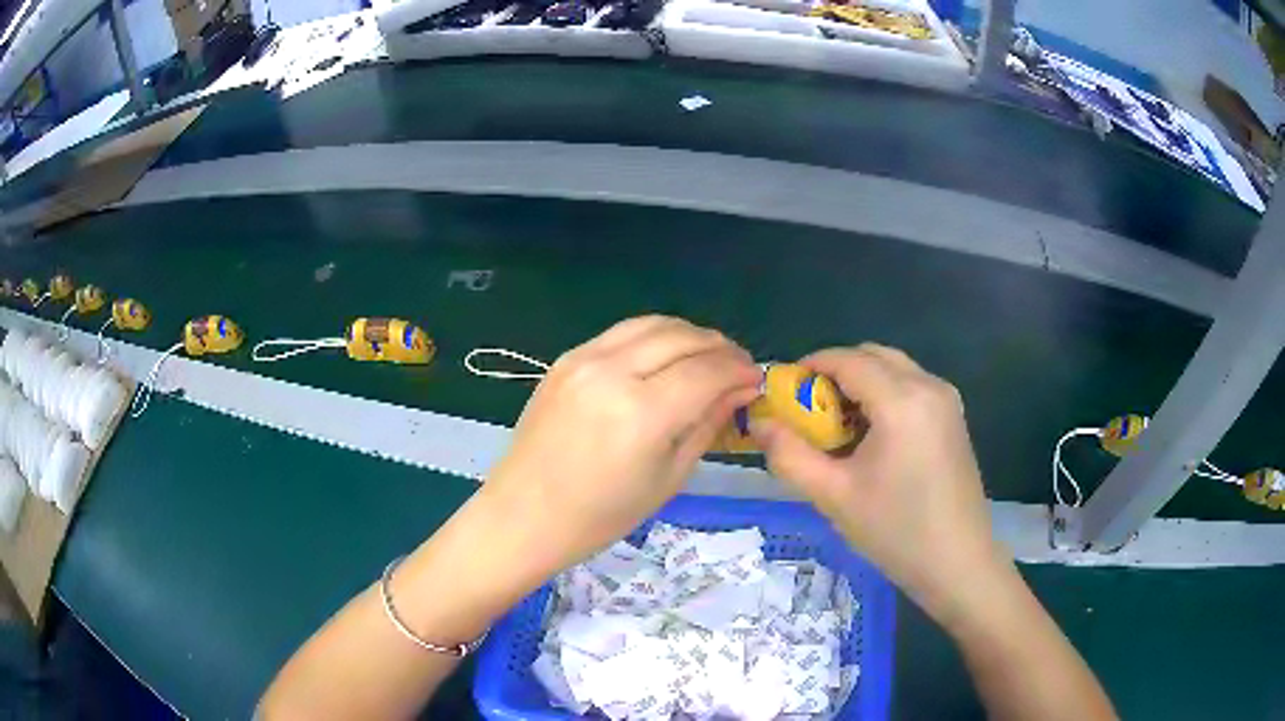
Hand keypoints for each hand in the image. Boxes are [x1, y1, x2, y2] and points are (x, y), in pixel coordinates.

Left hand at [482, 316, 762, 574]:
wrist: (525, 514)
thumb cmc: (600, 515)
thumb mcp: (668, 478)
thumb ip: (707, 425)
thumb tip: (740, 390)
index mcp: (642, 412)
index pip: (707, 371)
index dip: (740, 370)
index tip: (757, 379)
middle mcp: (613, 371)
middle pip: (683, 337)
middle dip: (720, 347)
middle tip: (737, 367)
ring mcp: (584, 358)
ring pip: (653, 324)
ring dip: (688, 334)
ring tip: (706, 357)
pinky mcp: (566, 358)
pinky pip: (622, 332)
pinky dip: (653, 336)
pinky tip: (664, 357)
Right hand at [750, 344, 1008, 628]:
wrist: (958, 563)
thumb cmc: (896, 531)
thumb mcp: (834, 496)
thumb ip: (789, 455)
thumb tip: (759, 424)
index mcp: (902, 400)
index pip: (847, 360)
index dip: (809, 366)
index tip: (783, 391)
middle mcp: (929, 386)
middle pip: (872, 355)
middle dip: (835, 372)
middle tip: (809, 411)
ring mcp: (946, 400)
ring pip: (894, 368)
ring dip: (860, 383)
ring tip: (838, 427)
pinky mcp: (953, 417)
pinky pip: (911, 386)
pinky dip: (884, 395)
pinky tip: (872, 438)